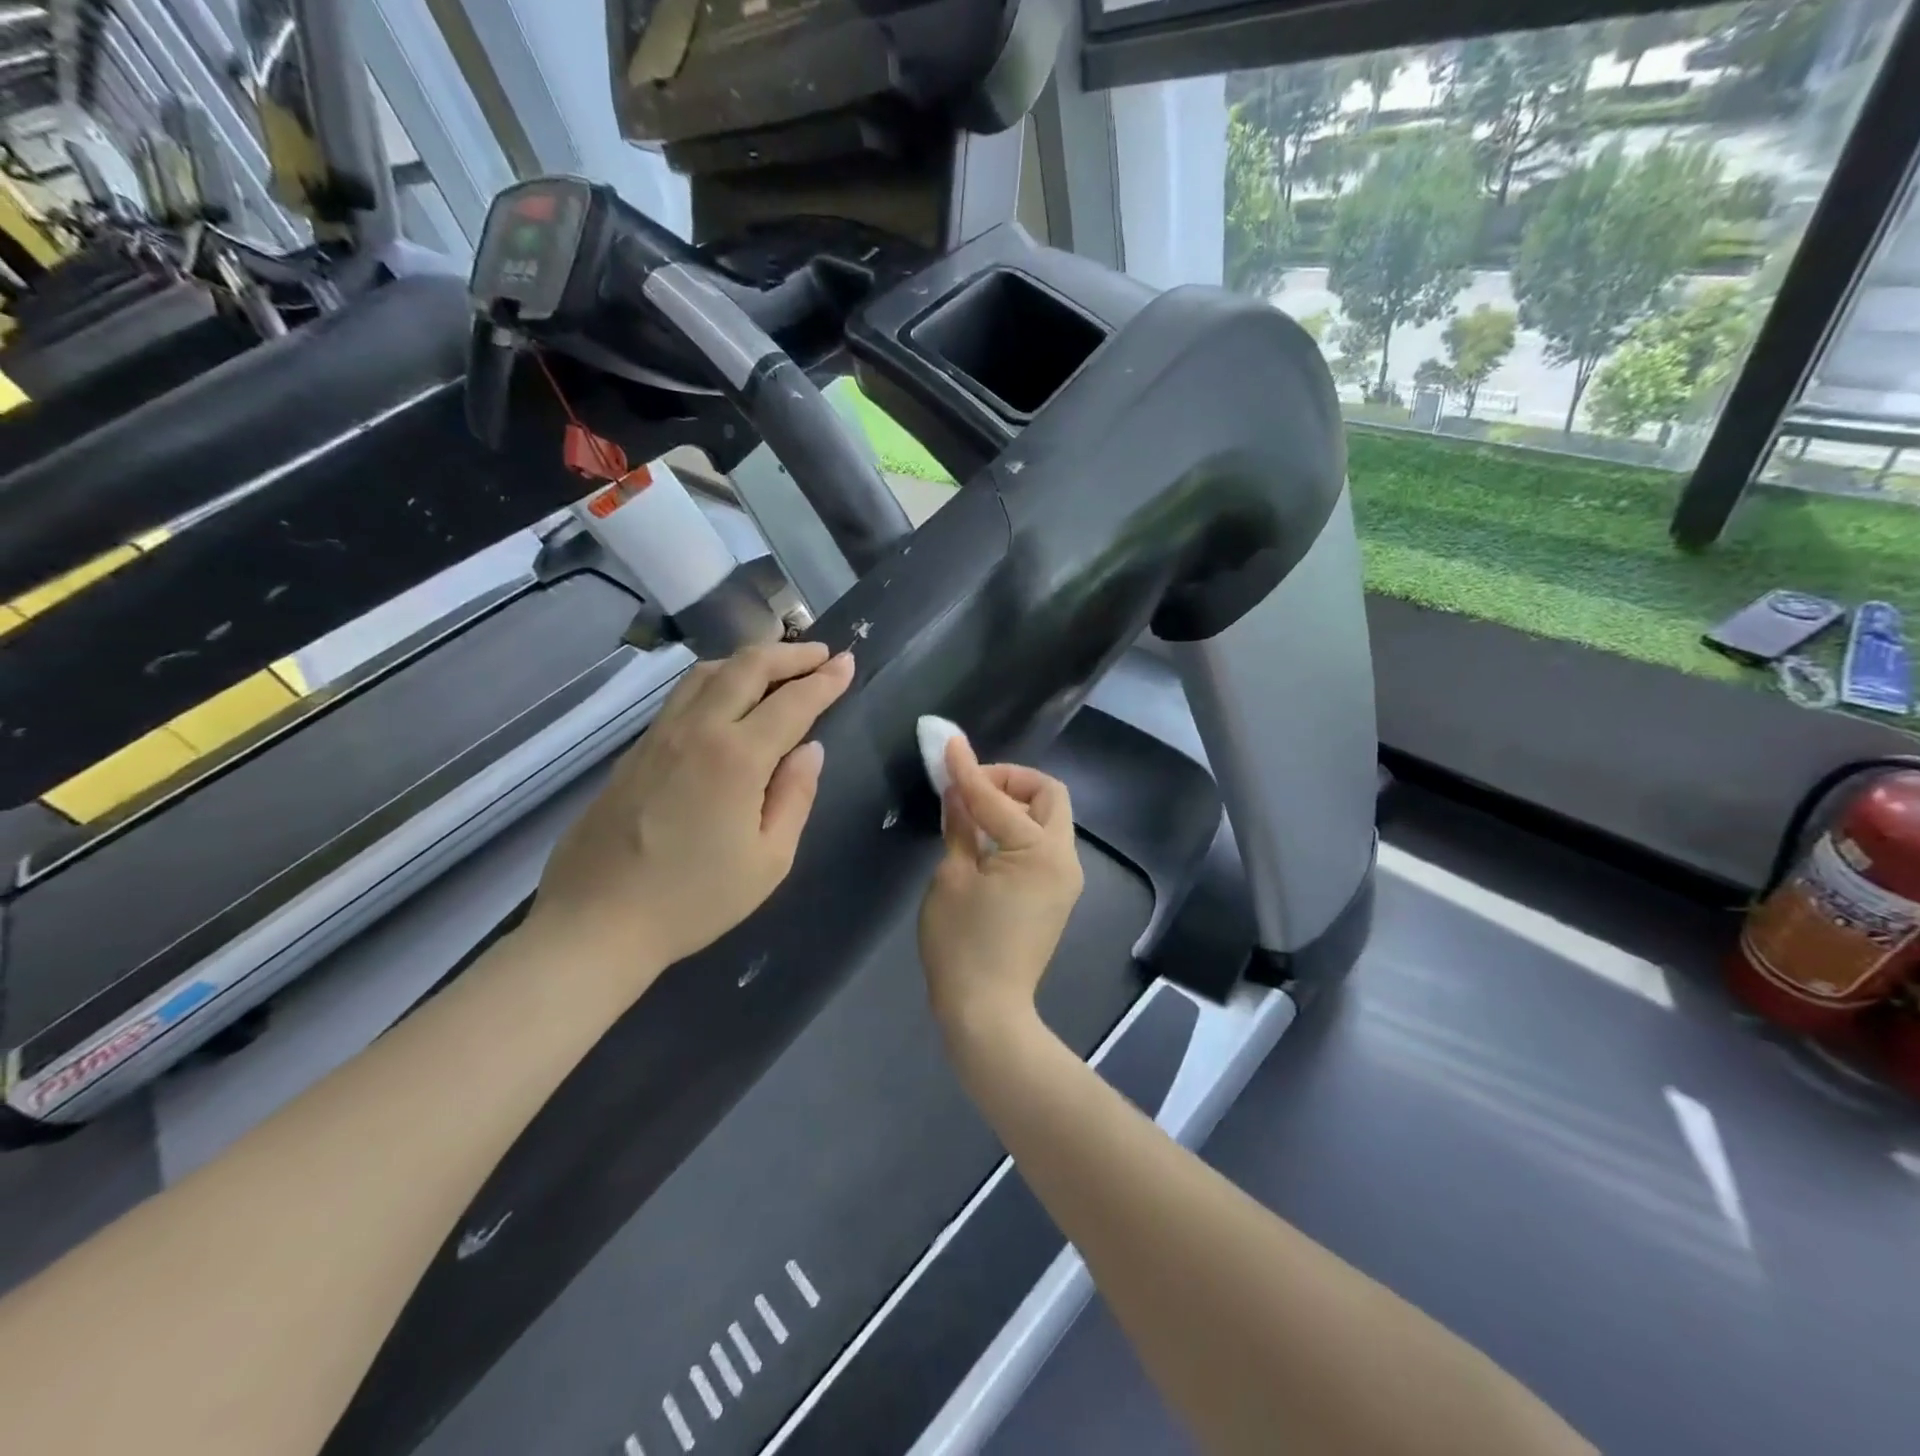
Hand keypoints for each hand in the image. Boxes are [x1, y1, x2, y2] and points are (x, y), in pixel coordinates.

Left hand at [531, 641, 854, 978]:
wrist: (596, 922)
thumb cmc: (694, 899)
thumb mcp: (769, 860)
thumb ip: (795, 796)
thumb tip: (808, 751)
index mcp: (736, 757)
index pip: (792, 702)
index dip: (824, 679)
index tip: (847, 663)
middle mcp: (697, 731)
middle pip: (746, 667)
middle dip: (789, 653)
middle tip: (819, 654)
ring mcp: (659, 736)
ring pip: (707, 673)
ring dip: (749, 660)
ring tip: (777, 668)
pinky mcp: (635, 750)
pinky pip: (683, 695)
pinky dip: (717, 680)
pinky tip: (727, 699)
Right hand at [918, 731, 1083, 1054]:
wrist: (987, 1012)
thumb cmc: (961, 945)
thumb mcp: (951, 877)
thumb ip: (961, 826)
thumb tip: (957, 790)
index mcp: (1038, 852)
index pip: (998, 798)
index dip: (968, 770)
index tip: (948, 744)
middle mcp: (1064, 859)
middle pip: (1048, 796)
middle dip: (1011, 781)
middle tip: (971, 788)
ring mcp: (1065, 878)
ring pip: (1050, 818)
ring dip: (1016, 804)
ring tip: (974, 811)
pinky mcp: (1057, 894)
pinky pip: (1044, 844)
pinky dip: (1019, 829)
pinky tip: (986, 839)